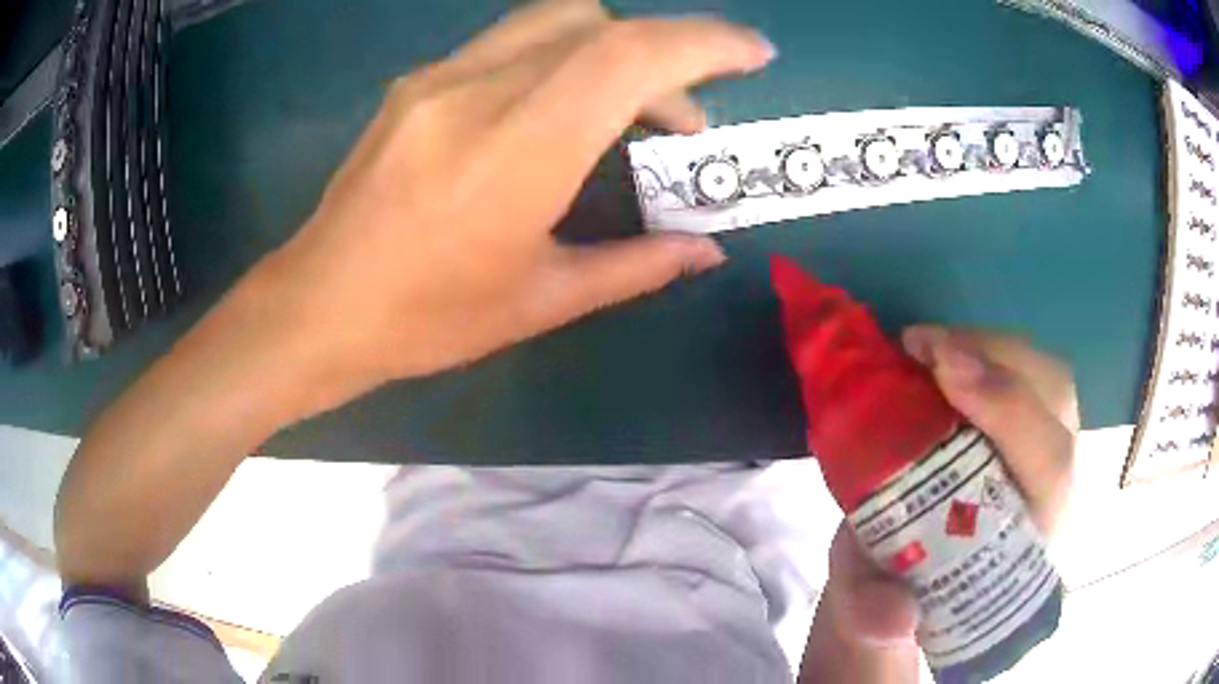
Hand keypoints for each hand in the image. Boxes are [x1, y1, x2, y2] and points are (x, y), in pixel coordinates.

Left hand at [244, 0, 773, 416]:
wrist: (320, 305)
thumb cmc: (427, 320)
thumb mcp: (542, 301)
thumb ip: (637, 264)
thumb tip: (706, 250)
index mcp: (516, 151)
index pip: (627, 56)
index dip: (703, 43)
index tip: (754, 54)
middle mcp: (476, 91)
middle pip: (595, 23)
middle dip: (665, 52)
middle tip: (687, 116)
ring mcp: (438, 79)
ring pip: (552, 21)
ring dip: (613, 50)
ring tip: (633, 113)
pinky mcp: (417, 83)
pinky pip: (511, 42)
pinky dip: (563, 58)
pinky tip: (561, 110)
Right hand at [800, 326, 1076, 682]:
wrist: (921, 582)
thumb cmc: (905, 594)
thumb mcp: (874, 615)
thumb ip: (873, 618)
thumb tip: (894, 614)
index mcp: (1034, 538)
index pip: (1051, 465)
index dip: (1009, 411)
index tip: (947, 371)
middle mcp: (1056, 489)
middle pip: (1056, 402)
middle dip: (996, 362)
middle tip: (922, 348)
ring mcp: (1052, 450)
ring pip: (1046, 376)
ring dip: (989, 347)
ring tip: (927, 346)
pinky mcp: (1037, 427)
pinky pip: (1028, 372)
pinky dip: (987, 350)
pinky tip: (944, 353)